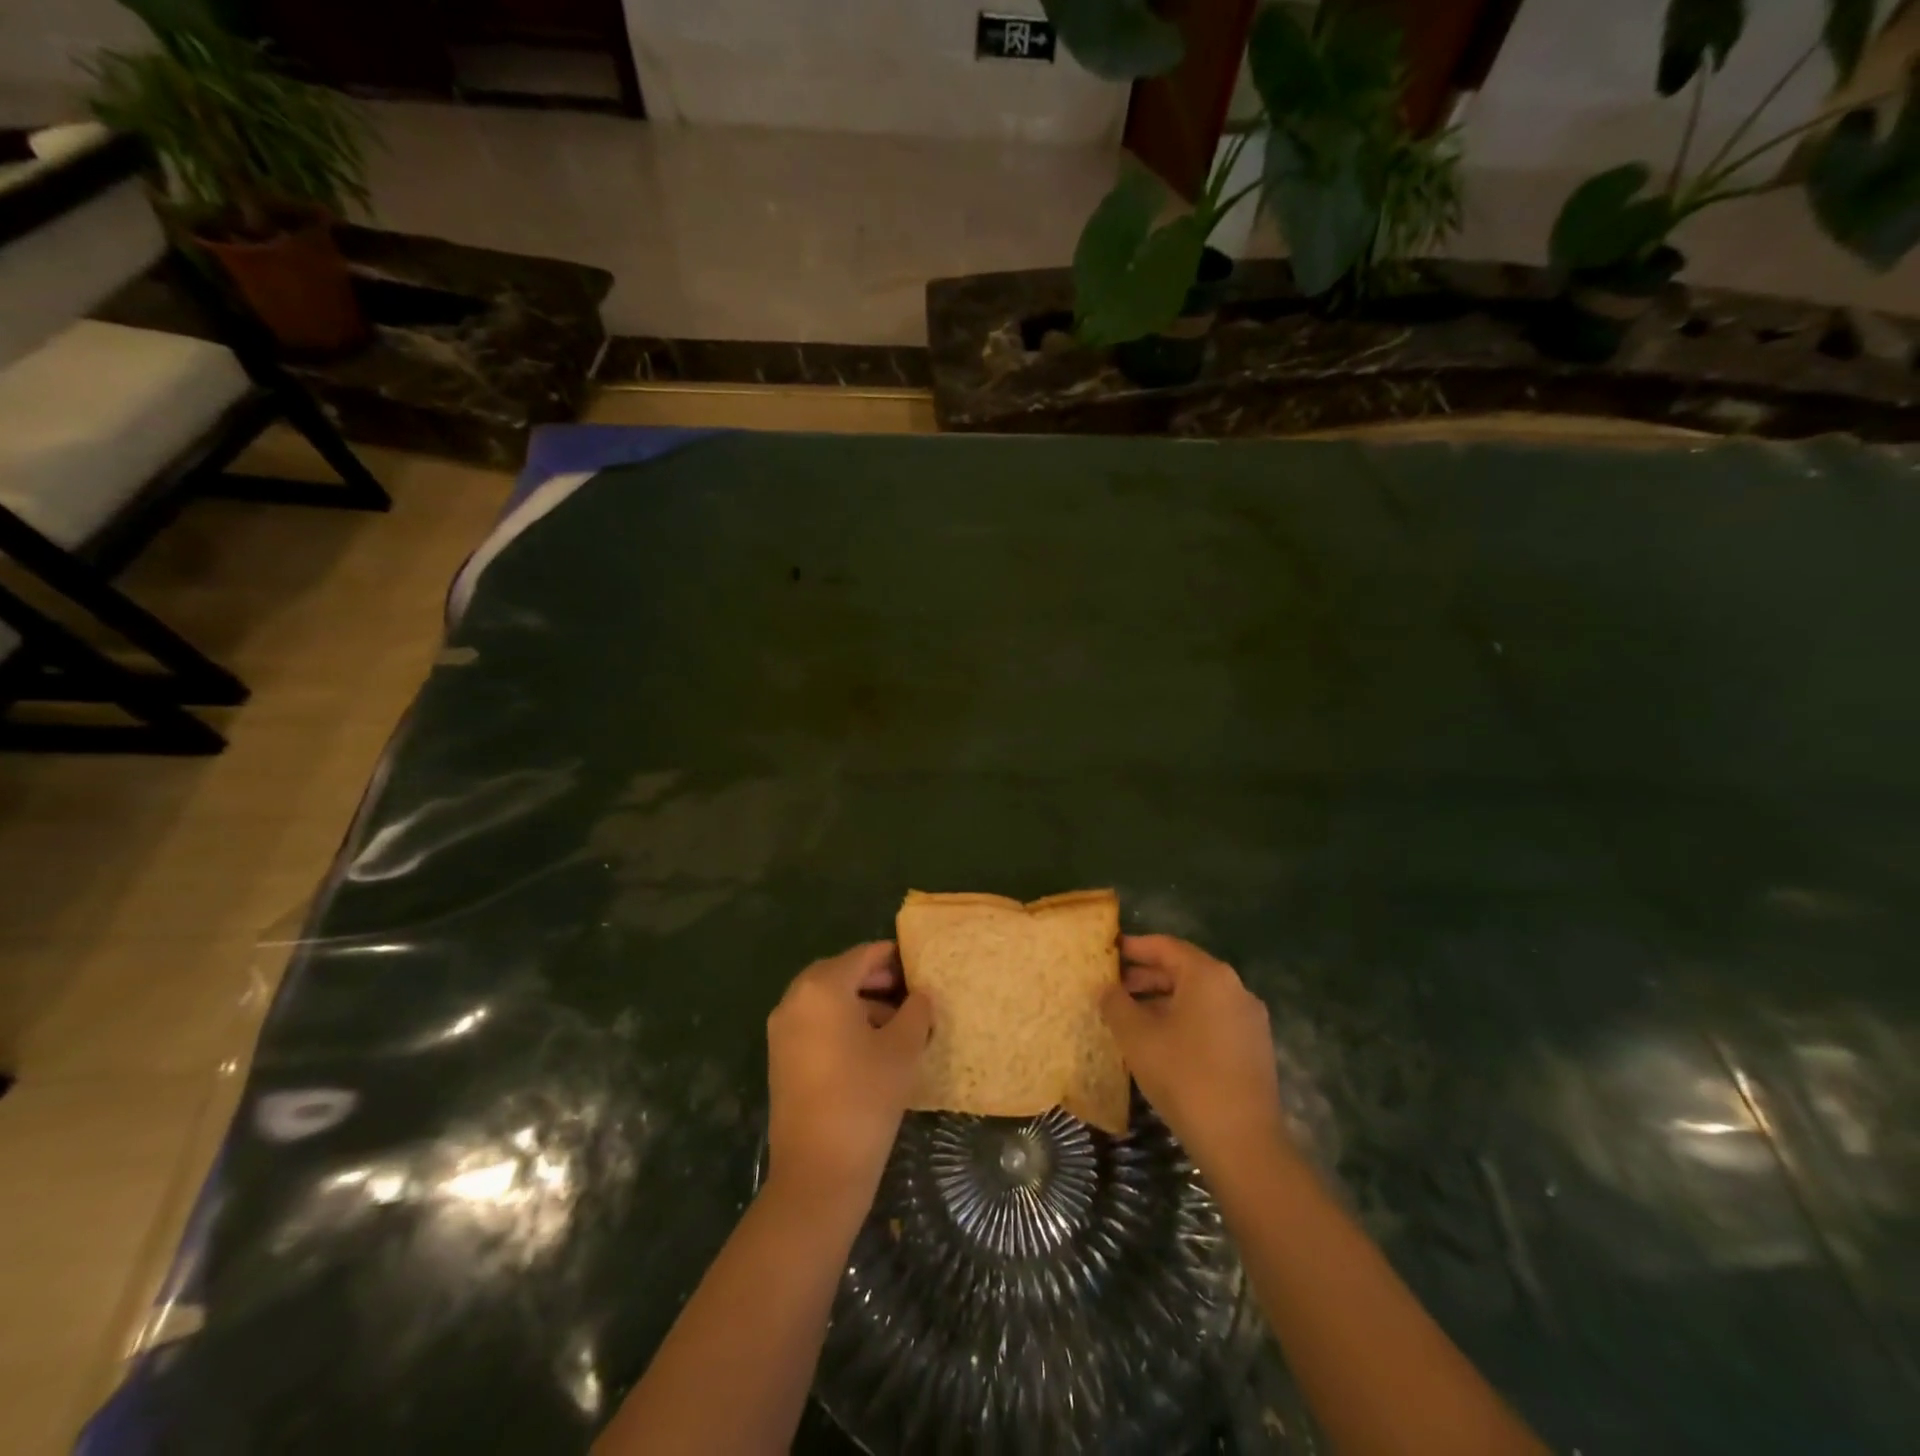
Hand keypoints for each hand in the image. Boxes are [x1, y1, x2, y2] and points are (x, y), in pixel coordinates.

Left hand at [766, 942, 932, 1210]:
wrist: (818, 1171)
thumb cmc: (866, 1097)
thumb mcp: (903, 1049)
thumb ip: (916, 1011)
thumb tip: (920, 995)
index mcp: (823, 987)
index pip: (864, 955)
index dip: (895, 958)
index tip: (921, 967)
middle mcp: (795, 999)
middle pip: (841, 973)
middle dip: (876, 980)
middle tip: (911, 995)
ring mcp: (783, 1029)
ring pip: (827, 1000)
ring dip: (860, 1003)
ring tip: (898, 1025)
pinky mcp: (780, 1057)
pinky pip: (815, 1023)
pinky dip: (841, 1024)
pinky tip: (871, 1048)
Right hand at [1101, 935, 1288, 1174]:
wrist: (1242, 1142)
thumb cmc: (1184, 1077)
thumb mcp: (1137, 1037)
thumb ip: (1116, 1004)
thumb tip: (1105, 988)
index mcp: (1209, 975)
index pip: (1165, 946)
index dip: (1134, 947)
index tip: (1107, 952)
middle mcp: (1234, 988)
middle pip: (1183, 970)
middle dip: (1146, 976)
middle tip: (1112, 988)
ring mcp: (1249, 1019)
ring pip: (1198, 997)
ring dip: (1163, 1001)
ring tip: (1130, 1017)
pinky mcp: (1254, 1048)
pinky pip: (1211, 1019)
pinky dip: (1183, 1020)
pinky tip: (1160, 1042)